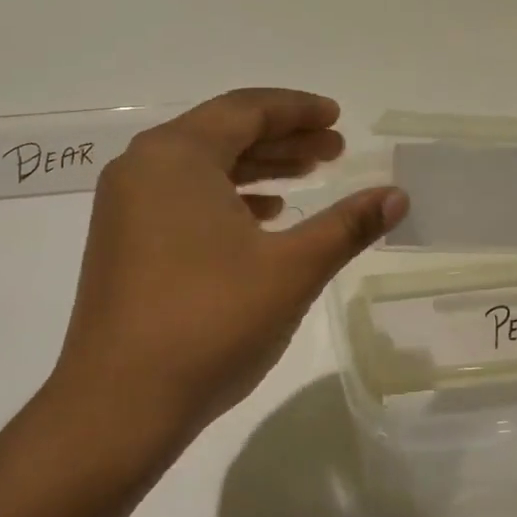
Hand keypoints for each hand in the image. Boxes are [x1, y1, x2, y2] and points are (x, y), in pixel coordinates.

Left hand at [44, 89, 407, 467]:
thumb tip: (398, 196)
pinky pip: (184, 197)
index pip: (246, 109)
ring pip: (204, 167)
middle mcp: (143, 167)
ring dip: (259, 167)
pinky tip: (264, 217)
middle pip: (224, 132)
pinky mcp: (123, 242)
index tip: (339, 119)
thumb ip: (347, 225)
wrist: (118, 406)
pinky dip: (228, 197)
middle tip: (336, 150)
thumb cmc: (210, 321)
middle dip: (284, 138)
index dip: (298, 110)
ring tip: (309, 177)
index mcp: (177, 156)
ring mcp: (126, 206)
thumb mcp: (292, 269)